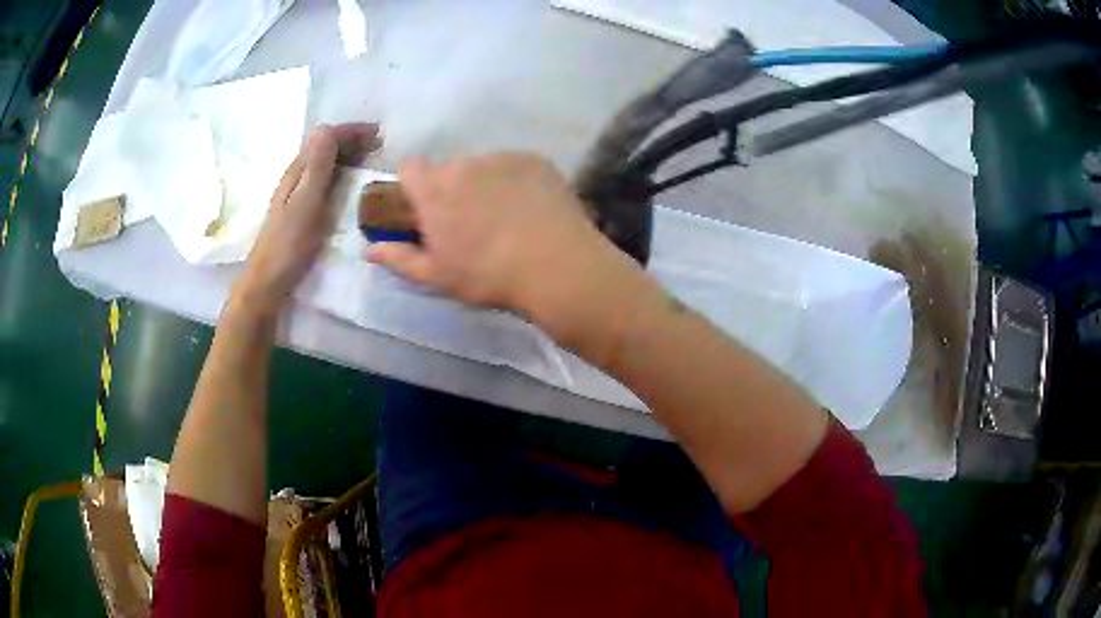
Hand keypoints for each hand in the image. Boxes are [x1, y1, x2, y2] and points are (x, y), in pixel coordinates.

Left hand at [235, 123, 380, 314]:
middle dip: (353, 140)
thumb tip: (326, 127)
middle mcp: (297, 176)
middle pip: (325, 147)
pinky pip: (326, 180)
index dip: (351, 132)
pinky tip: (353, 184)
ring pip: (326, 163)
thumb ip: (316, 168)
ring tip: (372, 159)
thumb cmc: (288, 245)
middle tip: (381, 146)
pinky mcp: (302, 209)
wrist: (268, 282)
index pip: (326, 138)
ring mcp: (298, 193)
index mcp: (298, 171)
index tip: (379, 134)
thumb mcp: (305, 204)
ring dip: (349, 155)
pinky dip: (342, 173)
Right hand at [365, 153, 651, 353]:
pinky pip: (515, 165)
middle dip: (451, 189)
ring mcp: (503, 158)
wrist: (557, 266)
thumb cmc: (488, 275)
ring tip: (506, 218)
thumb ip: (399, 258)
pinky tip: (531, 209)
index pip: (409, 167)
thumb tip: (368, 250)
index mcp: (435, 190)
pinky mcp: (535, 160)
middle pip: (448, 169)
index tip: (424, 208)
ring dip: (484, 184)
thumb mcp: (437, 276)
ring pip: (483, 166)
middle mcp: (465, 164)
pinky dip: (516, 181)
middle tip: (470, 223)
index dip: (412, 185)